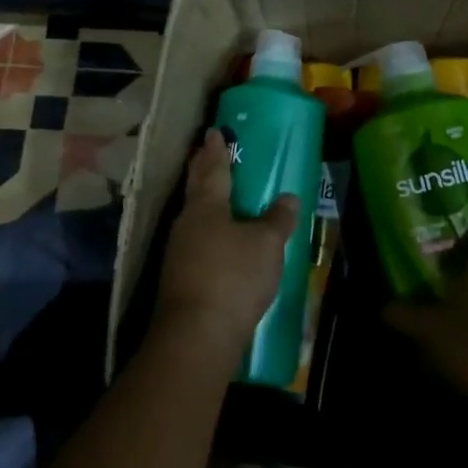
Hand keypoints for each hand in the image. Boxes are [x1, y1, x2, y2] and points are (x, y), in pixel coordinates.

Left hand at [155, 130, 298, 355]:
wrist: (197, 336)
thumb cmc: (234, 277)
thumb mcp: (266, 245)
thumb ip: (277, 219)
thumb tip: (287, 198)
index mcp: (207, 206)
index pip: (212, 169)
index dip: (216, 150)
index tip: (214, 132)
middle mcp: (187, 224)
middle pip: (197, 189)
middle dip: (203, 169)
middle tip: (208, 152)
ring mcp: (179, 253)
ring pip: (195, 217)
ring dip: (205, 203)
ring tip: (219, 196)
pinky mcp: (181, 279)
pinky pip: (197, 243)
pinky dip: (209, 233)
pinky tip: (220, 242)